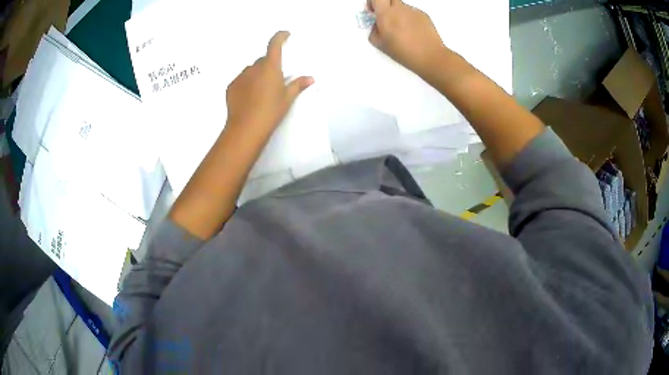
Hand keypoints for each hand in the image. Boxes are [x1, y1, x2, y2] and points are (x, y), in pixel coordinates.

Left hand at [225, 31, 313, 139]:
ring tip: (261, 93)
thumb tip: (310, 78)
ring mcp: (240, 77)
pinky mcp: (231, 87)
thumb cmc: (270, 112)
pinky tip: (250, 99)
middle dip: (269, 65)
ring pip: (251, 71)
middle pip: (263, 60)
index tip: (285, 35)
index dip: (280, 36)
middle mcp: (253, 68)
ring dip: (257, 75)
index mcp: (270, 67)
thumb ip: (298, 85)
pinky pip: (241, 80)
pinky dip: (247, 84)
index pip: (274, 44)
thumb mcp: (287, 98)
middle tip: (275, 80)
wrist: (245, 129)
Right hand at [368, 0, 446, 77]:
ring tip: (402, 29)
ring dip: (398, 13)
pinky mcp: (424, 15)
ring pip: (401, 6)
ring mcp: (413, 10)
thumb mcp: (380, 44)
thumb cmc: (403, 51)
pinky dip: (410, 19)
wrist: (430, 56)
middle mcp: (399, 8)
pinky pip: (412, 12)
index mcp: (386, 14)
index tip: (373, 11)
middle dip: (385, 4)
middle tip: (386, 16)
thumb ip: (374, 31)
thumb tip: (376, 25)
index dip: (373, 2)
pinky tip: (413, 32)